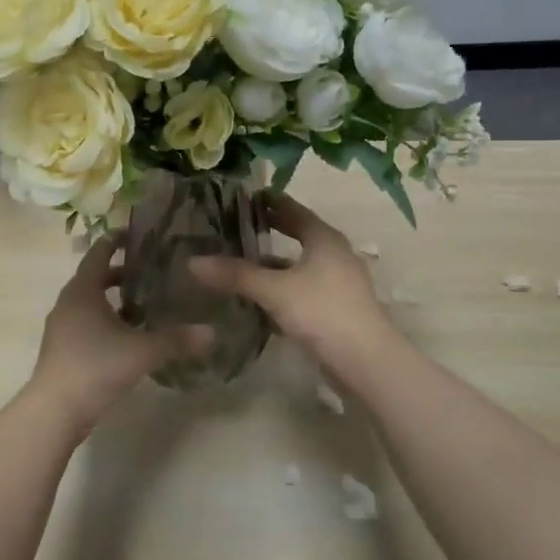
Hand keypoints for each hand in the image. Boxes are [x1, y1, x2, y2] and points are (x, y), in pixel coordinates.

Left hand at [26, 234, 210, 435]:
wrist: (54, 411)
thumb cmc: (96, 366)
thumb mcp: (142, 351)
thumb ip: (177, 339)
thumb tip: (212, 332)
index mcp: (83, 290)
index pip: (100, 252)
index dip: (117, 240)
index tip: (138, 234)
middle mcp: (69, 302)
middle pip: (95, 276)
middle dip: (122, 272)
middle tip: (151, 270)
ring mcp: (62, 326)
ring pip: (90, 302)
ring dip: (114, 299)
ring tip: (146, 305)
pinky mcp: (63, 348)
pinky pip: (86, 322)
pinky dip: (106, 320)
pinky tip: (129, 336)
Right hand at [190, 195, 393, 360]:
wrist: (366, 362)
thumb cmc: (322, 312)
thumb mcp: (275, 290)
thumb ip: (236, 275)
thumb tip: (193, 261)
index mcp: (324, 239)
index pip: (294, 210)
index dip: (269, 202)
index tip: (243, 197)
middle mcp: (334, 255)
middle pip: (297, 236)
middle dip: (269, 232)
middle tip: (235, 227)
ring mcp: (337, 284)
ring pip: (298, 267)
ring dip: (272, 266)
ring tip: (238, 265)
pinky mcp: (335, 310)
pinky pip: (301, 292)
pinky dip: (280, 292)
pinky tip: (257, 302)